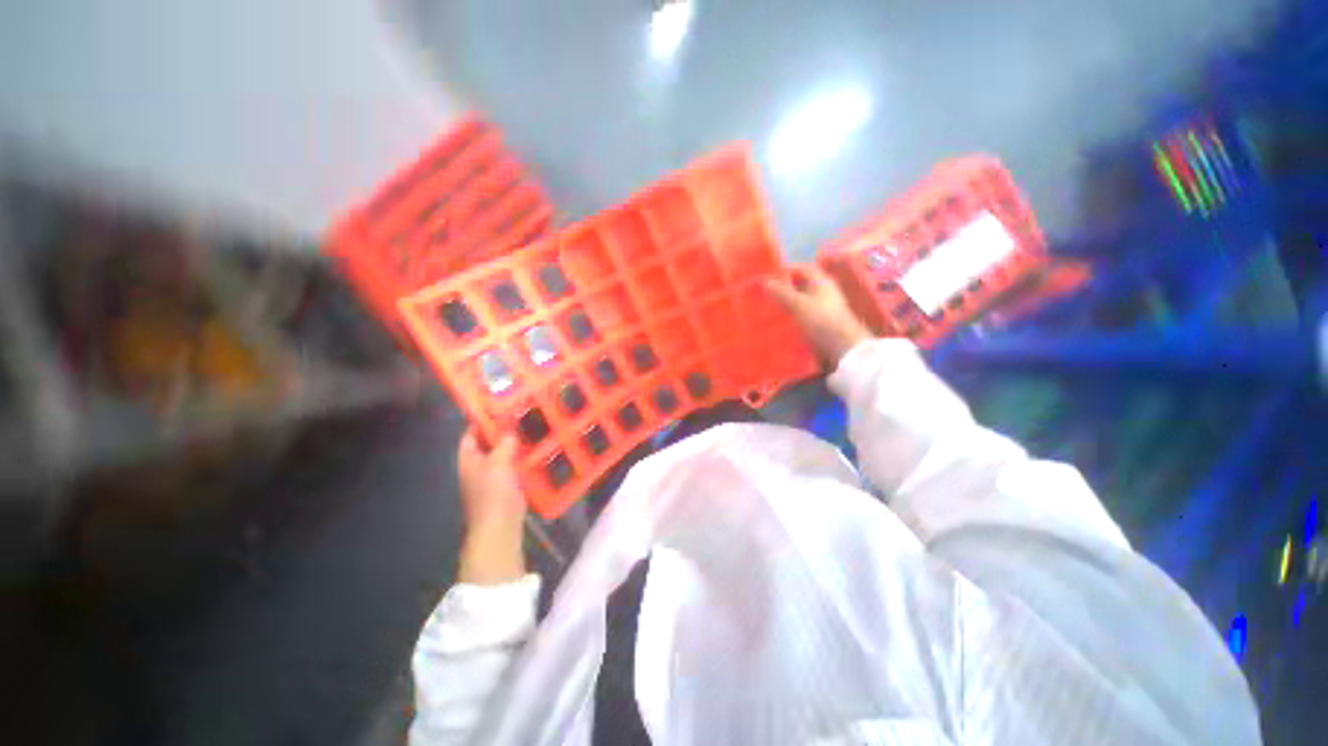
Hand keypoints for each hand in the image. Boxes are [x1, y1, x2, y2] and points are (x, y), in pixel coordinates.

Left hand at [456, 429, 526, 584]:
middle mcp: (478, 466)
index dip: (481, 420)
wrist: (500, 527)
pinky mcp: (507, 486)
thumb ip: (503, 443)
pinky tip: (537, 450)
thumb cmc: (493, 494)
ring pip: (503, 454)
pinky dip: (522, 457)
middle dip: (502, 431)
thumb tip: (509, 429)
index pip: (470, 434)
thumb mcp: (498, 463)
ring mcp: (493, 477)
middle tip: (521, 415)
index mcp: (469, 459)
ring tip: (531, 429)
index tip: (499, 407)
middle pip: (488, 443)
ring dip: (515, 444)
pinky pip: (514, 465)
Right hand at [765, 266, 873, 368]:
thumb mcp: (798, 304)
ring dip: (787, 303)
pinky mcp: (822, 323)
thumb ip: (781, 292)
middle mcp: (824, 292)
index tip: (768, 276)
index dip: (785, 270)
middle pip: (802, 285)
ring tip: (769, 308)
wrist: (843, 347)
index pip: (802, 268)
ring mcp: (824, 308)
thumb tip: (765, 281)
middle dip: (784, 288)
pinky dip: (792, 316)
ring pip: (801, 301)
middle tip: (765, 293)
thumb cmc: (821, 320)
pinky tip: (781, 322)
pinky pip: (803, 315)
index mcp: (821, 282)